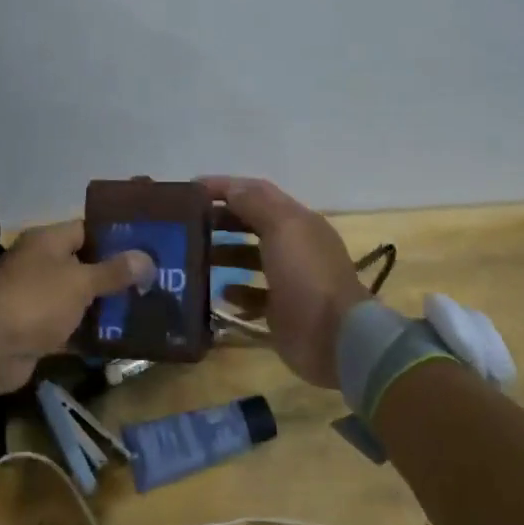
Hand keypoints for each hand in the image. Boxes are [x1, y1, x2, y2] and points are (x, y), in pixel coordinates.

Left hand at [0, 221, 153, 394]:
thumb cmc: (36, 301)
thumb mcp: (80, 282)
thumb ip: (114, 271)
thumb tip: (147, 258)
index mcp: (46, 241)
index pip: (87, 229)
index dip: (117, 237)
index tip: (148, 246)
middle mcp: (40, 264)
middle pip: (85, 264)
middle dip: (117, 275)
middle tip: (155, 280)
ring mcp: (38, 298)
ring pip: (80, 298)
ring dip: (106, 305)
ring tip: (146, 308)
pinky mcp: (37, 329)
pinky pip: (71, 326)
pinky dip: (91, 332)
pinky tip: (122, 337)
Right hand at [198, 176, 368, 388]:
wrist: (335, 337)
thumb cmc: (307, 275)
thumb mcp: (282, 228)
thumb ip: (255, 204)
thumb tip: (229, 188)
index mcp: (298, 221)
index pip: (258, 192)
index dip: (226, 186)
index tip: (191, 188)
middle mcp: (294, 246)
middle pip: (252, 224)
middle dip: (222, 219)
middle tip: (188, 224)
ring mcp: (288, 280)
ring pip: (250, 258)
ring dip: (224, 253)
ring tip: (195, 257)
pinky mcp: (281, 310)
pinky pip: (252, 295)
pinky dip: (235, 291)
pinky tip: (219, 293)